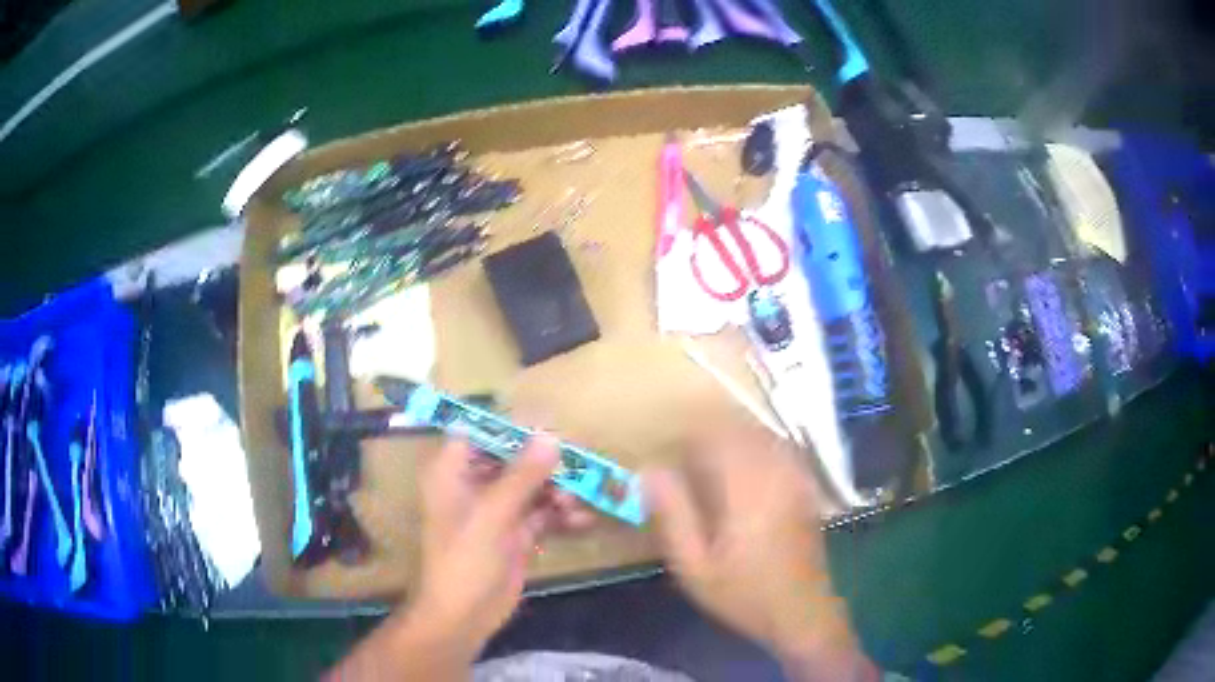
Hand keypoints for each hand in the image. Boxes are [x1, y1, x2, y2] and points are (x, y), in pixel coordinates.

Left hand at [411, 436, 591, 654]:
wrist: (464, 616)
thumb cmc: (464, 561)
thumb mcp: (492, 516)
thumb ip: (522, 476)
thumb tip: (551, 436)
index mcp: (453, 472)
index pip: (481, 431)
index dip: (513, 425)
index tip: (551, 425)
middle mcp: (474, 484)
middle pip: (514, 458)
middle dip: (546, 462)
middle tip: (580, 464)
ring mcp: (497, 510)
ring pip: (533, 486)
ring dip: (558, 490)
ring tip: (579, 500)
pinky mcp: (516, 533)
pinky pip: (543, 514)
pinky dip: (562, 515)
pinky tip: (583, 520)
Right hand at [644, 423, 874, 680]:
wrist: (801, 612)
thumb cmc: (743, 593)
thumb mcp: (694, 565)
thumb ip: (673, 515)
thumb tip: (650, 471)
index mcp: (747, 488)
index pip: (716, 435)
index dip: (689, 438)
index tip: (672, 458)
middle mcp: (776, 473)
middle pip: (741, 429)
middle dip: (711, 438)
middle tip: (689, 467)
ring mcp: (797, 478)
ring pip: (762, 435)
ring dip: (734, 441)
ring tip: (713, 470)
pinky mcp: (807, 487)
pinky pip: (780, 449)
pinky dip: (757, 450)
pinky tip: (745, 476)